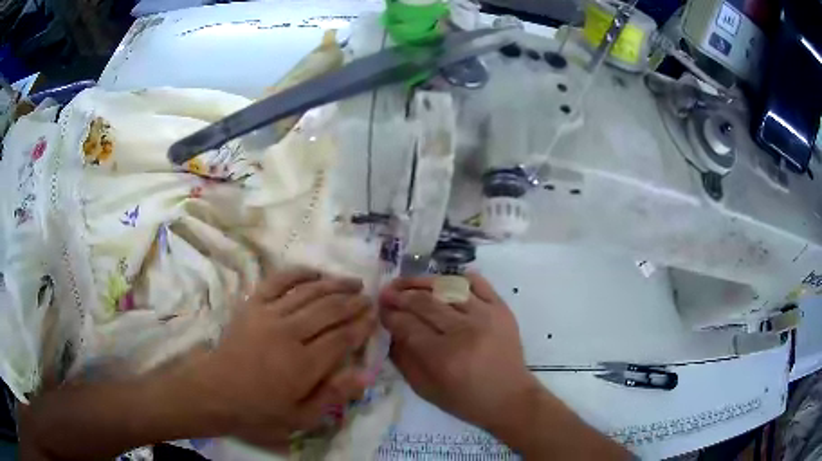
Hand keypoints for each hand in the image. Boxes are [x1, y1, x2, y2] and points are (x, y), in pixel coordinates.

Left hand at [201, 269, 376, 433]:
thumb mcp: (301, 417)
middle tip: (368, 298)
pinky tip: (314, 272)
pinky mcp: (253, 305)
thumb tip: (365, 375)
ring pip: (309, 292)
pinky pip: (278, 281)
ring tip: (352, 281)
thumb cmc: (260, 409)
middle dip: (353, 302)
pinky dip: (298, 273)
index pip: (342, 337)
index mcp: (304, 364)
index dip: (362, 325)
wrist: (216, 391)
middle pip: (329, 310)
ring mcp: (269, 314)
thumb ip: (333, 396)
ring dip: (334, 284)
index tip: (374, 317)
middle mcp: (289, 333)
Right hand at [379, 272, 538, 430]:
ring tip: (407, 283)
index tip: (379, 309)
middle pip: (424, 302)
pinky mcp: (501, 308)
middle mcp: (464, 331)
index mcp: (443, 357)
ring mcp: (485, 315)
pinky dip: (457, 278)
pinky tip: (442, 282)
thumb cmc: (465, 399)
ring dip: (422, 282)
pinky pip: (477, 282)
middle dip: (399, 295)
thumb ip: (403, 359)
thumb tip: (390, 330)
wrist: (509, 397)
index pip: (407, 325)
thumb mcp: (425, 389)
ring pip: (447, 287)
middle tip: (386, 292)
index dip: (389, 315)